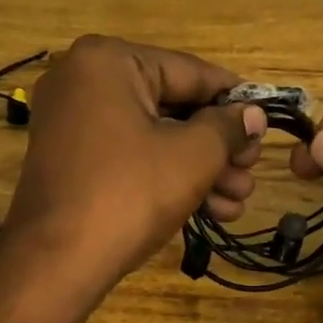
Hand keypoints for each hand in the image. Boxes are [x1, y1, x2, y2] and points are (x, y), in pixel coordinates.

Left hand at [4, 36, 265, 290]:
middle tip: (251, 172)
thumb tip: (253, 114)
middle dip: (218, 145)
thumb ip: (228, 126)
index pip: (190, 71)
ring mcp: (71, 122)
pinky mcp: (70, 160)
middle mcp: (82, 80)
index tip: (266, 122)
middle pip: (171, 105)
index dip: (234, 100)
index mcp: (107, 61)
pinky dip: (165, 176)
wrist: (56, 262)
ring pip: (152, 136)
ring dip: (199, 168)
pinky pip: (128, 155)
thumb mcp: (193, 156)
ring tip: (238, 201)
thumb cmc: (129, 194)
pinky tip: (210, 210)